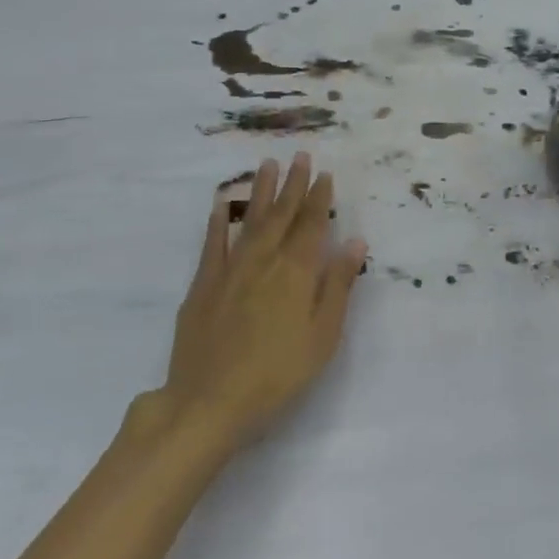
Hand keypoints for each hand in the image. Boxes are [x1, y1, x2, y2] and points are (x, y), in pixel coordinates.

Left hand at [147, 153, 368, 452]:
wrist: (209, 403)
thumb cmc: (278, 375)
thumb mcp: (323, 336)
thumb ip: (337, 286)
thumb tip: (355, 242)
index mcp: (296, 273)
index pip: (312, 226)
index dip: (320, 199)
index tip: (325, 174)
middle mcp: (263, 261)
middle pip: (282, 215)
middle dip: (294, 184)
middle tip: (301, 155)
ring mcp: (229, 271)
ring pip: (250, 221)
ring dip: (262, 191)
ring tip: (269, 164)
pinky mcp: (203, 286)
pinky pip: (213, 244)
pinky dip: (219, 221)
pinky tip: (223, 203)